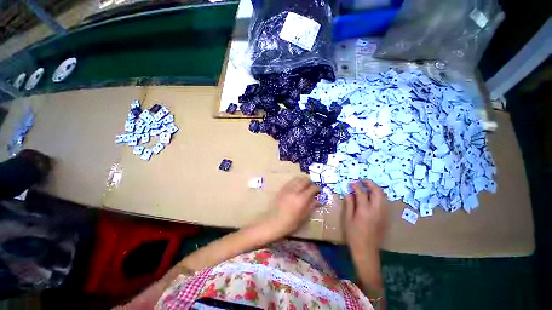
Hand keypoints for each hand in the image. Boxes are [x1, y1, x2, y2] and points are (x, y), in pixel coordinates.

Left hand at [262, 177, 319, 238]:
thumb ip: (311, 206)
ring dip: (303, 180)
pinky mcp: (282, 189)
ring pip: (297, 179)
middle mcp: (295, 191)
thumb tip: (318, 200)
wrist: (274, 222)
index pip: (312, 188)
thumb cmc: (290, 223)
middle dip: (310, 182)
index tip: (319, 190)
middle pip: (304, 180)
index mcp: (302, 199)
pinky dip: (296, 181)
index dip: (317, 188)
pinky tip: (297, 186)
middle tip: (312, 186)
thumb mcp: (303, 216)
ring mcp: (287, 189)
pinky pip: (290, 181)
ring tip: (305, 184)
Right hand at [343, 180, 387, 252]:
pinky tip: (372, 197)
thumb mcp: (348, 218)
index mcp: (365, 210)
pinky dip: (379, 196)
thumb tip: (349, 193)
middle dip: (370, 183)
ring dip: (376, 189)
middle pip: (377, 192)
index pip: (361, 193)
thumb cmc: (353, 235)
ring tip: (367, 187)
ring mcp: (383, 214)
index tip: (351, 183)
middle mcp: (377, 210)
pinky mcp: (386, 218)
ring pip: (383, 196)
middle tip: (362, 181)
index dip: (356, 186)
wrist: (366, 250)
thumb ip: (349, 204)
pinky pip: (385, 203)